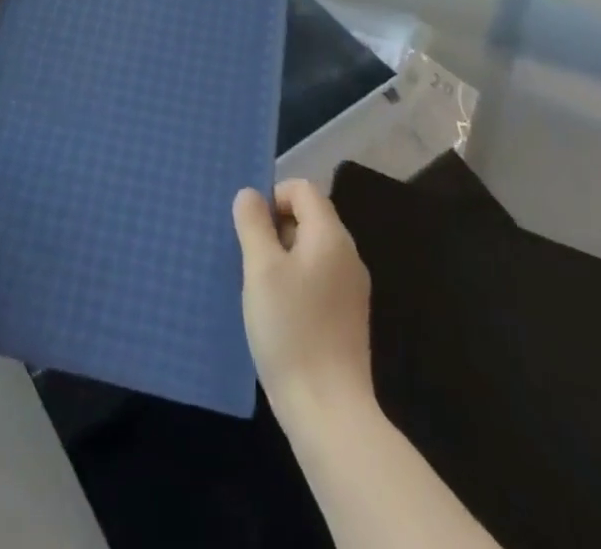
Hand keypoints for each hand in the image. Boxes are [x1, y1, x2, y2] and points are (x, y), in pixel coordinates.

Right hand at [234, 179, 372, 417]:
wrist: (329, 410)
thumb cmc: (291, 328)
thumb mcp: (261, 268)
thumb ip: (253, 223)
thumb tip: (249, 195)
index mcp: (330, 235)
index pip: (302, 189)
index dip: (272, 197)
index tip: (250, 229)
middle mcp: (348, 254)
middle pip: (308, 217)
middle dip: (275, 229)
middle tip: (250, 259)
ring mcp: (351, 288)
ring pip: (311, 250)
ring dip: (282, 257)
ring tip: (259, 288)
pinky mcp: (348, 317)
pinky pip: (317, 278)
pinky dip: (295, 282)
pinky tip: (278, 313)